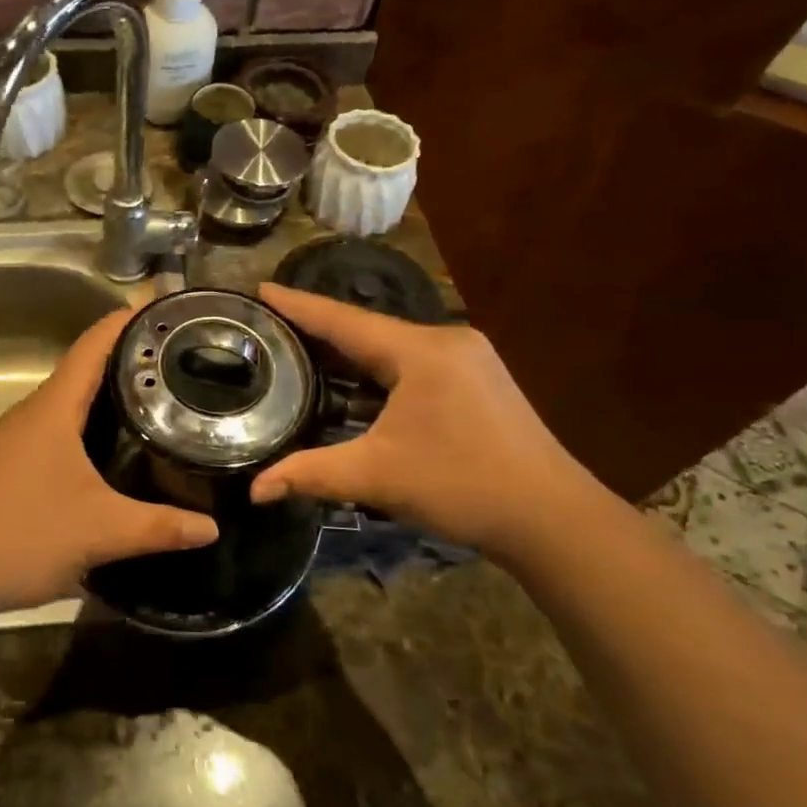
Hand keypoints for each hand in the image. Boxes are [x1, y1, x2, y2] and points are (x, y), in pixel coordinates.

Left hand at [0, 309, 217, 614]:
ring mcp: (18, 438)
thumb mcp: (102, 531)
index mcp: (53, 409)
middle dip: (125, 357)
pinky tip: (113, 445)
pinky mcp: (12, 463)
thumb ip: (160, 527)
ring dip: (105, 391)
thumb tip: (212, 526)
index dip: (124, 322)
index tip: (161, 308)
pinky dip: (88, 421)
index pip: (91, 347)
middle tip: (174, 357)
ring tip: (154, 395)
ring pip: (68, 400)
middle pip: (82, 368)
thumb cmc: (25, 535)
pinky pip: (57, 426)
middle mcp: (33, 413)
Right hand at [250, 283, 601, 562]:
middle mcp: (445, 341)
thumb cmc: (462, 486)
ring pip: (390, 346)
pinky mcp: (476, 380)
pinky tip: (353, 383)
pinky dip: (376, 370)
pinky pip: (411, 363)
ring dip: (349, 352)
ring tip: (301, 351)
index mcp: (420, 351)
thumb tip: (255, 490)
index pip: (343, 320)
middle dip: (318, 329)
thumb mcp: (377, 477)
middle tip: (270, 326)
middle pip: (366, 329)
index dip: (297, 305)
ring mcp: (467, 358)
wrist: (552, 518)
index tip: (261, 288)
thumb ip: (311, 474)